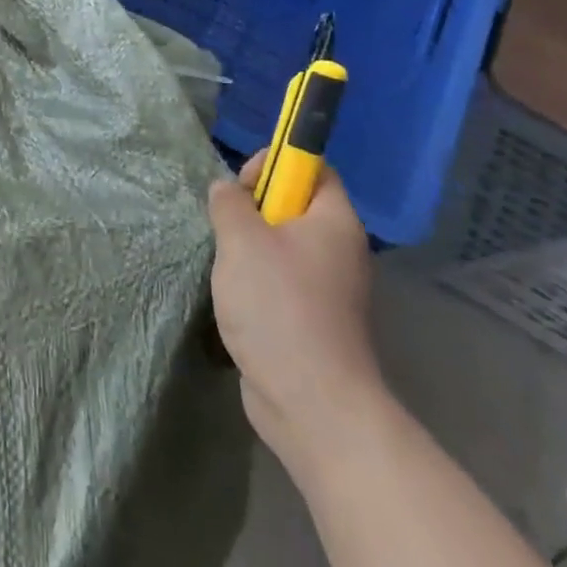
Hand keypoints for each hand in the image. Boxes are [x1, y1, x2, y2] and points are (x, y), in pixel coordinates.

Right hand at [208, 157, 384, 477]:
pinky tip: (235, 300)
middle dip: (253, 210)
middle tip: (226, 228)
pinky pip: (282, 282)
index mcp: (334, 221)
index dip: (277, 165)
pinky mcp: (315, 321)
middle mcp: (340, 250)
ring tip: (226, 267)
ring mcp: (330, 289)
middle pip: (295, 207)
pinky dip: (256, 283)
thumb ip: (230, 203)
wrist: (311, 401)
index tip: (242, 186)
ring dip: (249, 249)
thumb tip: (227, 191)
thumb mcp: (241, 240)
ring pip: (283, 247)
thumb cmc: (278, 306)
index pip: (315, 168)